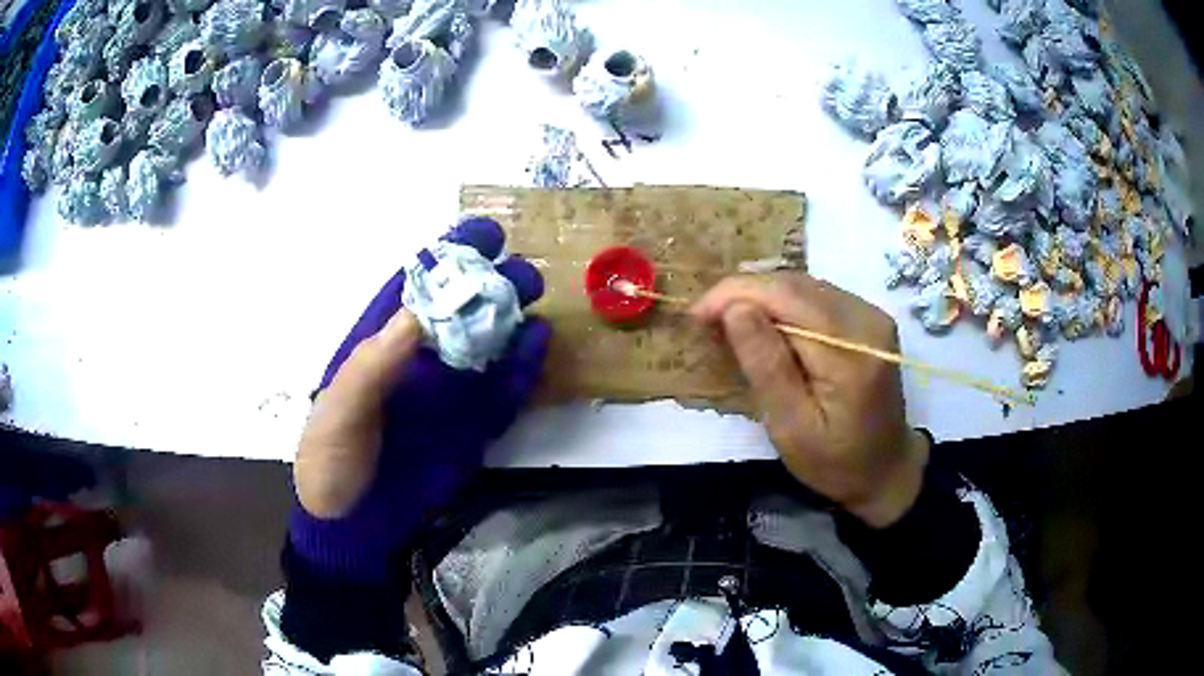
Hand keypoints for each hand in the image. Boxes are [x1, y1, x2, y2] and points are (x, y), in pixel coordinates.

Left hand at [290, 218, 549, 580]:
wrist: (355, 526)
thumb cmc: (333, 460)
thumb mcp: (339, 410)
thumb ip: (373, 366)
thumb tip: (418, 315)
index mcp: (379, 344)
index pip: (415, 287)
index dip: (446, 256)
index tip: (482, 234)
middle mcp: (420, 360)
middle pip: (460, 310)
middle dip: (489, 284)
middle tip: (519, 272)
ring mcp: (449, 393)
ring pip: (488, 344)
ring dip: (512, 319)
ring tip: (535, 299)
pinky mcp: (473, 426)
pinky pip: (504, 391)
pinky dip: (523, 367)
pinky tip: (538, 344)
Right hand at [692, 273, 927, 527]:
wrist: (886, 469)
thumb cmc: (835, 462)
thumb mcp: (791, 427)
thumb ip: (766, 365)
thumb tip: (734, 308)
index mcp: (850, 351)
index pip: (785, 297)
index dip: (734, 294)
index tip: (695, 314)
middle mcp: (866, 319)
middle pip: (794, 283)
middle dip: (743, 293)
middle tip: (705, 318)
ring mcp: (871, 314)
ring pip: (803, 284)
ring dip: (760, 296)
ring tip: (726, 321)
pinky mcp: (867, 317)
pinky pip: (816, 295)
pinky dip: (782, 303)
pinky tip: (763, 324)